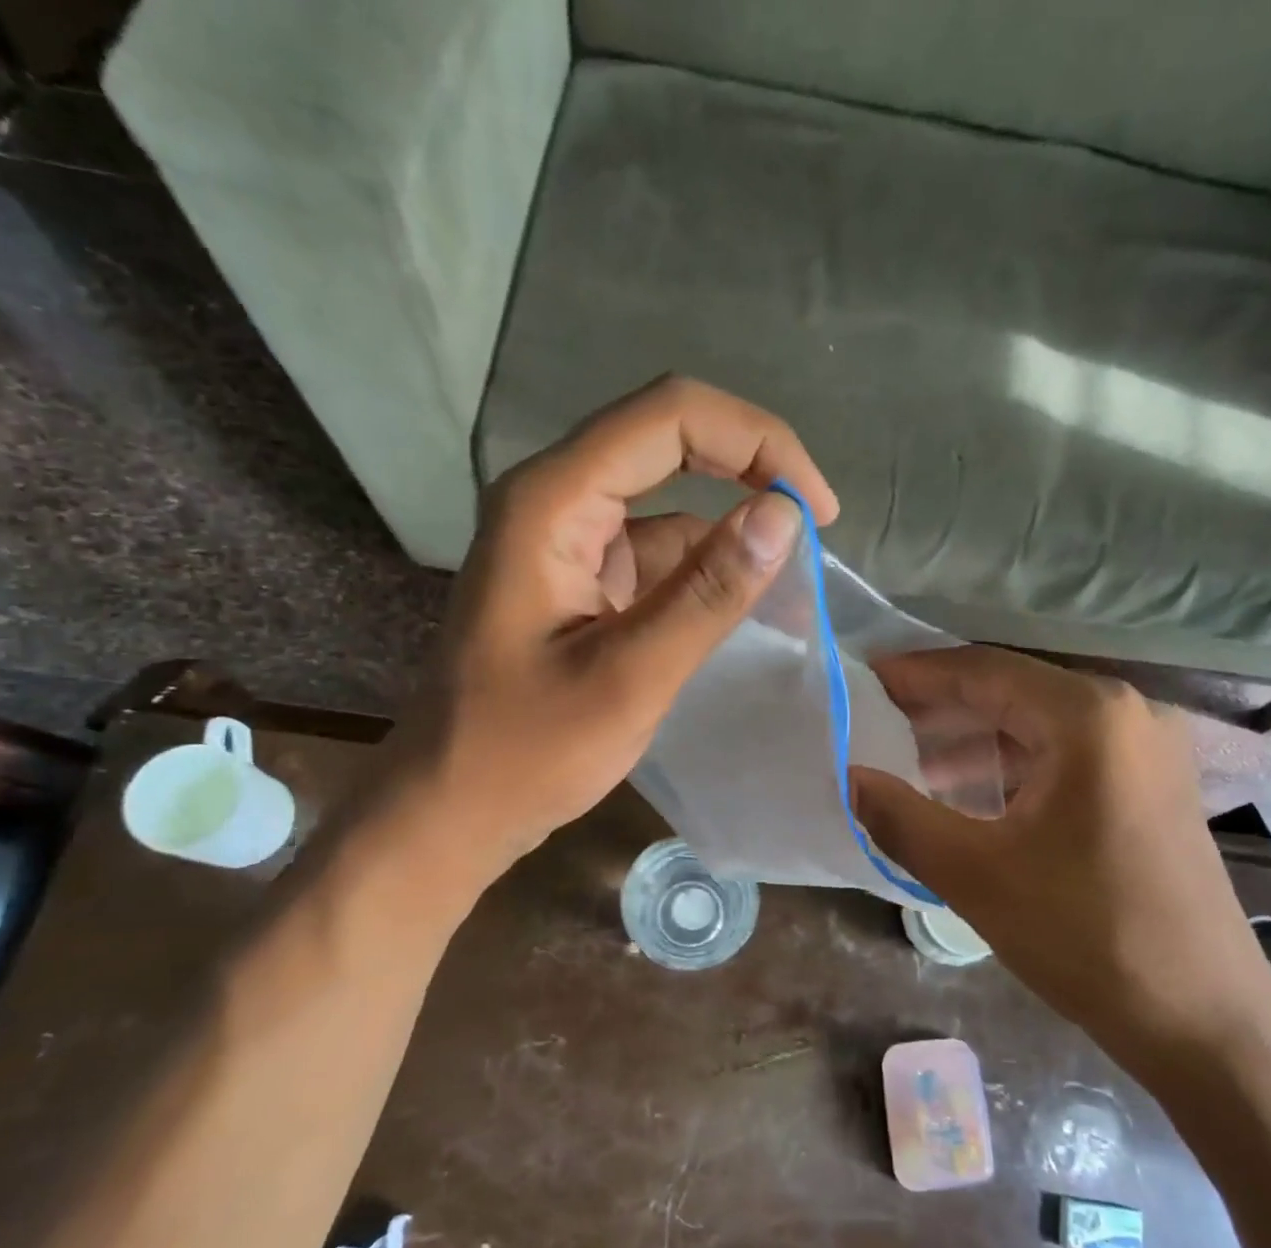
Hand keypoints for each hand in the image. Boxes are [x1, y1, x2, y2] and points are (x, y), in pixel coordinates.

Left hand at [377, 377, 837, 906]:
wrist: (453, 807)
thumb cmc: (527, 753)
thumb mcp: (629, 677)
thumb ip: (706, 594)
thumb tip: (784, 517)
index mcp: (553, 502)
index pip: (671, 417)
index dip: (757, 441)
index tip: (817, 510)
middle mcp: (556, 500)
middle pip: (670, 439)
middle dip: (752, 469)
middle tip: (816, 524)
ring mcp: (567, 541)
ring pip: (669, 499)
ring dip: (733, 529)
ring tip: (796, 583)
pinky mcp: (581, 580)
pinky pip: (657, 552)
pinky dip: (706, 570)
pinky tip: (747, 606)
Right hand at [850, 648, 1270, 1072]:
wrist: (1203, 1021)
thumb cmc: (1085, 936)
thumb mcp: (974, 874)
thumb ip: (898, 817)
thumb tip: (848, 777)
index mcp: (1088, 717)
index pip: (983, 671)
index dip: (917, 674)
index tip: (863, 680)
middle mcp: (1127, 713)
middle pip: (1013, 691)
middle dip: (941, 706)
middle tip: (876, 720)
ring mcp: (1148, 749)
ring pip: (1039, 723)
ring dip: (975, 738)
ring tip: (910, 759)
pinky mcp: (1152, 785)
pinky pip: (1066, 753)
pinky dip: (1013, 764)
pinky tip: (969, 790)